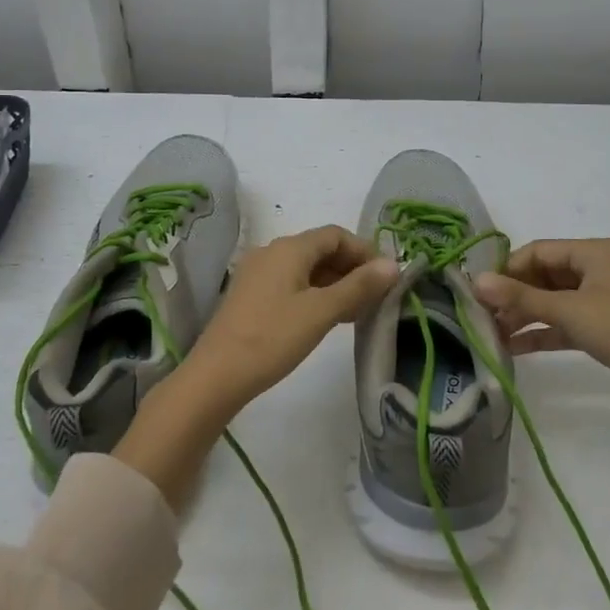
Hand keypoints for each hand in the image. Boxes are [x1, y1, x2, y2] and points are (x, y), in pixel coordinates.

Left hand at [178, 225, 397, 412]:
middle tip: (376, 297)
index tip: (385, 278)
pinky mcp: (251, 296)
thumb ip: (359, 286)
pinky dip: (315, 294)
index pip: (336, 235)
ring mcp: (258, 274)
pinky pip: (291, 284)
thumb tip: (393, 264)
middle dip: (351, 268)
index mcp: (289, 248)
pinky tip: (327, 318)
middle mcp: (271, 252)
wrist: (216, 375)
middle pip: (320, 249)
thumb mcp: (321, 312)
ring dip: (335, 283)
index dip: (364, 251)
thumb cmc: (273, 338)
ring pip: (306, 269)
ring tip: (357, 312)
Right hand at [473, 238, 609, 428]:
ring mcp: (603, 300)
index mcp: (595, 251)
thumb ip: (521, 297)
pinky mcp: (606, 329)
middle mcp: (599, 269)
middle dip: (513, 295)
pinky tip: (514, 348)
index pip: (538, 251)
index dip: (507, 269)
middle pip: (544, 275)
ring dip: (524, 316)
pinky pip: (565, 323)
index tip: (479, 293)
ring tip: (491, 334)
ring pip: (553, 301)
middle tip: (481, 317)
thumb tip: (475, 281)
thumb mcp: (569, 310)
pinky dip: (542, 332)